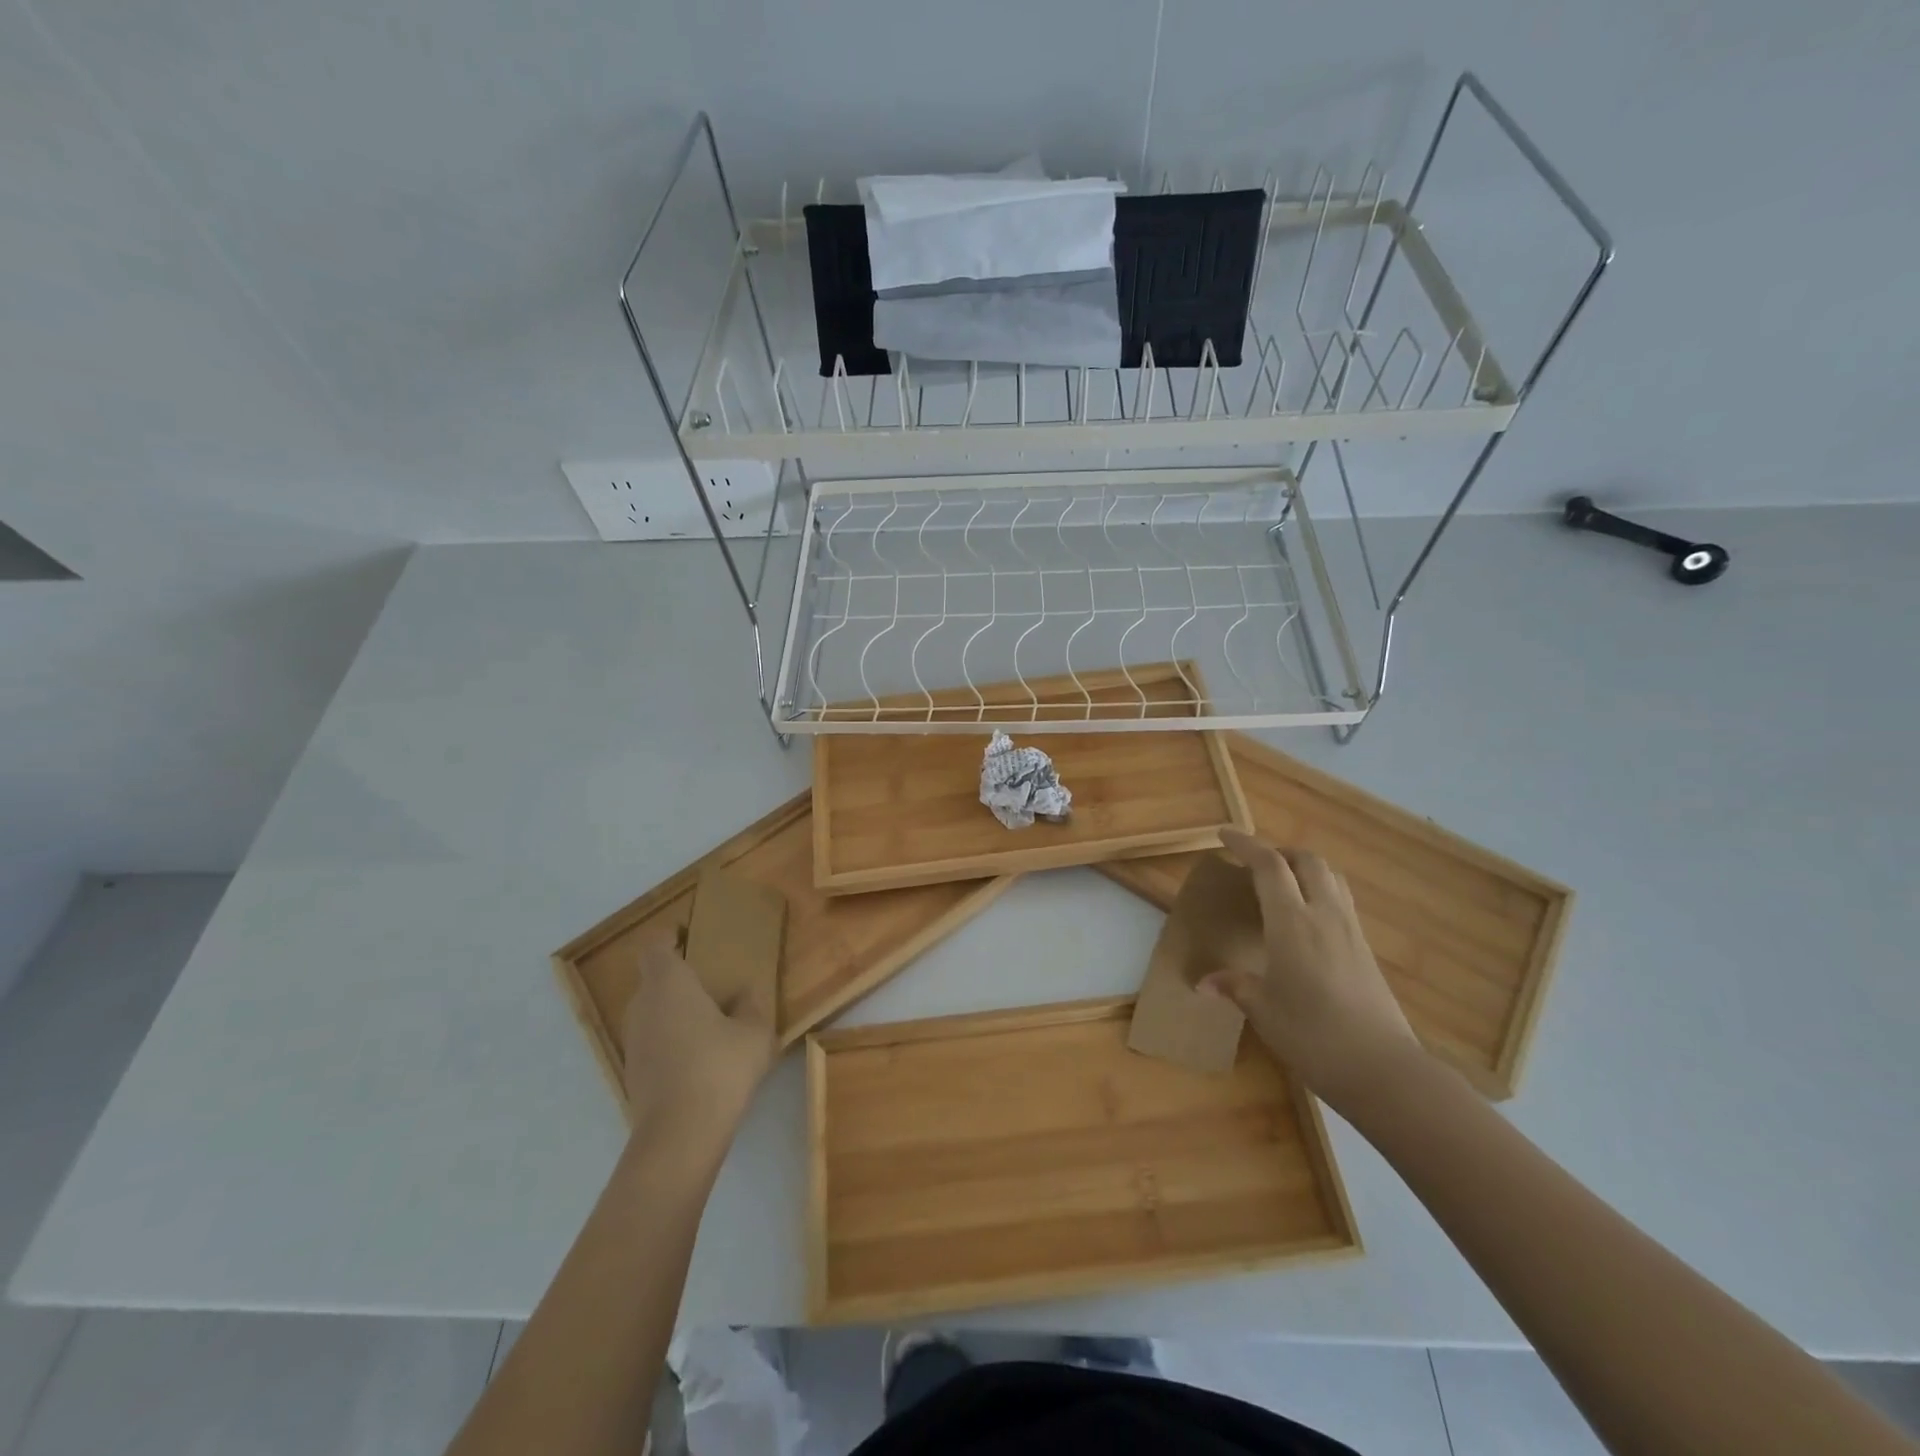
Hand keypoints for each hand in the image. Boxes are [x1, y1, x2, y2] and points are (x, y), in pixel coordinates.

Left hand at [619, 938, 777, 1157]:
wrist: (679, 1136)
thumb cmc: (719, 1068)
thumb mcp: (754, 1032)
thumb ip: (752, 1005)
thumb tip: (746, 992)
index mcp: (668, 984)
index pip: (655, 946)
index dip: (668, 936)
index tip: (687, 935)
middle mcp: (643, 1006)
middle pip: (652, 979)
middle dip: (677, 977)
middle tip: (711, 982)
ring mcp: (633, 1042)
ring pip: (651, 1011)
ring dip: (673, 1010)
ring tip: (709, 1021)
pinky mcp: (633, 1073)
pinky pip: (652, 1040)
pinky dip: (670, 1039)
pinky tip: (699, 1057)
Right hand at [1204, 830, 1422, 1107]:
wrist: (1384, 1070)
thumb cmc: (1313, 1036)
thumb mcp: (1264, 1011)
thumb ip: (1236, 986)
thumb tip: (1204, 982)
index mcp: (1292, 923)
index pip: (1269, 866)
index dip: (1246, 844)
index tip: (1224, 835)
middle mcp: (1325, 915)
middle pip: (1307, 861)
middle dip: (1279, 852)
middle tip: (1255, 863)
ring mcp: (1351, 931)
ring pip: (1331, 878)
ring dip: (1305, 868)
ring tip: (1282, 884)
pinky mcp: (1366, 951)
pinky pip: (1342, 902)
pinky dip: (1320, 893)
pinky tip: (1307, 921)